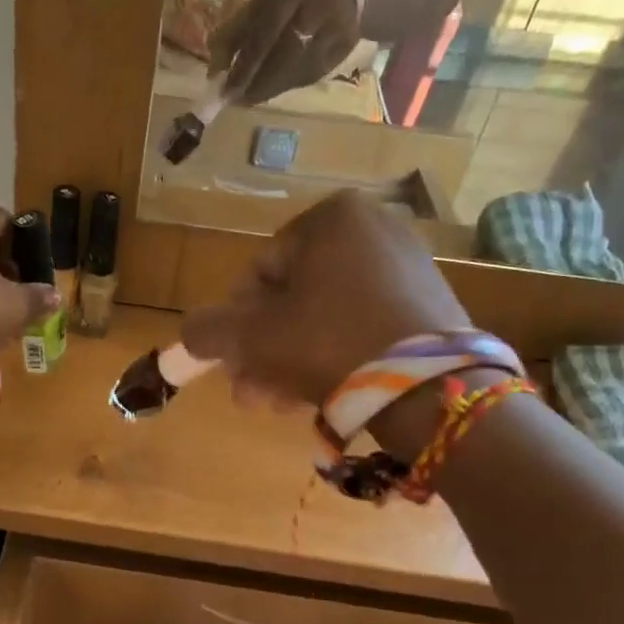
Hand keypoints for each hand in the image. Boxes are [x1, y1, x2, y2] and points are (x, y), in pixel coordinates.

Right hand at [182, 190, 472, 406]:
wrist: (429, 389)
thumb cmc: (328, 344)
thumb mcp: (251, 337)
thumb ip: (207, 330)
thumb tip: (193, 332)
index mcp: (330, 218)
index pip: (260, 272)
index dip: (238, 324)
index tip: (234, 366)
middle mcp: (373, 228)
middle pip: (292, 298)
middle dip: (264, 351)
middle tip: (251, 394)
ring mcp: (407, 265)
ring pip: (324, 317)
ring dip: (290, 361)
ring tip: (278, 405)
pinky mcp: (430, 303)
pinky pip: (362, 325)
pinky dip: (334, 356)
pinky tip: (317, 394)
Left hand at [212, 0, 362, 104]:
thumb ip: (236, 30)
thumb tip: (214, 72)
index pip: (267, 32)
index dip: (245, 65)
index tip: (226, 89)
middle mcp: (322, 6)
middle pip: (284, 57)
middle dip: (256, 83)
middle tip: (235, 100)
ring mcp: (339, 29)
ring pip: (297, 71)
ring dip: (269, 90)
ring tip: (248, 98)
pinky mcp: (345, 49)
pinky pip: (309, 75)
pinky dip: (285, 86)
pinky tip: (271, 89)